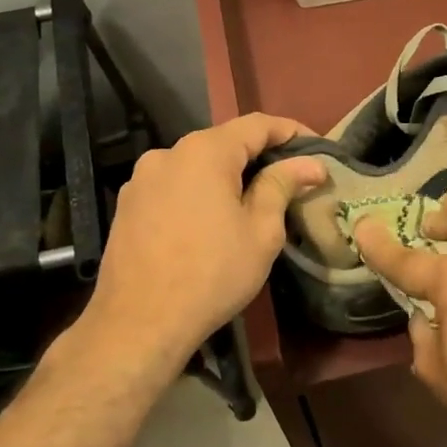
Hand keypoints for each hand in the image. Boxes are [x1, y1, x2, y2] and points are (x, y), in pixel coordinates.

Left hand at [75, 113, 324, 376]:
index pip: (257, 124)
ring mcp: (142, 179)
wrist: (139, 323)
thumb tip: (310, 163)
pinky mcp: (128, 205)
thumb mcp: (261, 231)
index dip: (292, 132)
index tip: (319, 149)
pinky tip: (213, 222)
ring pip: (198, 165)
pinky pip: (175, 186)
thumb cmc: (212, 273)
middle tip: (293, 180)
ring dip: (229, 176)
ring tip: (254, 204)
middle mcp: (168, 153)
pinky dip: (201, 193)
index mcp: (204, 152)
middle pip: (225, 142)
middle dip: (261, 156)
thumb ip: (282, 185)